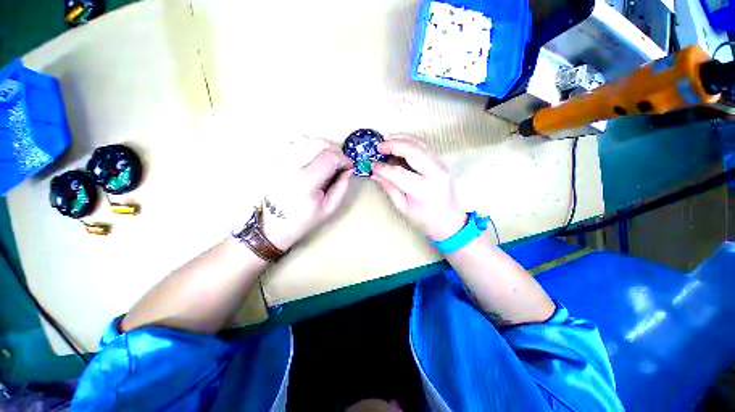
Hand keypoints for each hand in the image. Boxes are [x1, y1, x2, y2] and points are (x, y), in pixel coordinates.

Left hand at [260, 137, 352, 249]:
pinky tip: (314, 161)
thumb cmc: (303, 220)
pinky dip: (311, 149)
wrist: (273, 225)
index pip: (329, 157)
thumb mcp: (329, 208)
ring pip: (307, 140)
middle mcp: (291, 167)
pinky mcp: (276, 161)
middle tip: (340, 162)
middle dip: (335, 149)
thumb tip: (349, 170)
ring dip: (323, 147)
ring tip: (329, 161)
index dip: (343, 159)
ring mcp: (281, 162)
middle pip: (318, 143)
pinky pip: (297, 146)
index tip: (349, 167)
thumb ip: (342, 187)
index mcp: (305, 182)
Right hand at [371, 135, 465, 240]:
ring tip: (387, 138)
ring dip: (402, 138)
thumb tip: (375, 173)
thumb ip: (389, 187)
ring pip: (420, 144)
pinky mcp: (441, 162)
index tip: (372, 165)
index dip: (383, 168)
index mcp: (423, 189)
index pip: (399, 173)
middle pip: (412, 151)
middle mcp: (434, 173)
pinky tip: (400, 140)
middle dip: (393, 145)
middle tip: (379, 146)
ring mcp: (440, 165)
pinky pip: (424, 146)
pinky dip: (411, 141)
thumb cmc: (424, 218)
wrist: (449, 220)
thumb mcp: (403, 206)